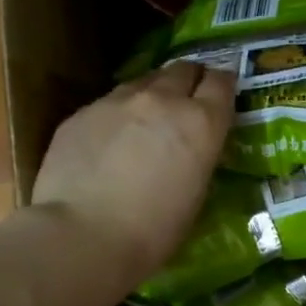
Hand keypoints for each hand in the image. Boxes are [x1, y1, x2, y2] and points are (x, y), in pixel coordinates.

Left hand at [32, 62, 233, 293]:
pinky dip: (117, 116)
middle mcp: (162, 100)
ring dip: (152, 94)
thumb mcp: (195, 196)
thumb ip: (198, 158)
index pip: (221, 83)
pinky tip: (109, 142)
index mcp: (200, 123)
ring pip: (143, 82)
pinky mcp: (82, 113)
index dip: (223, 85)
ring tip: (147, 118)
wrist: (84, 235)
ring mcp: (117, 101)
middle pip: (182, 70)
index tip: (222, 94)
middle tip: (187, 100)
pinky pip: (108, 104)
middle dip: (189, 81)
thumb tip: (192, 150)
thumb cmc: (153, 232)